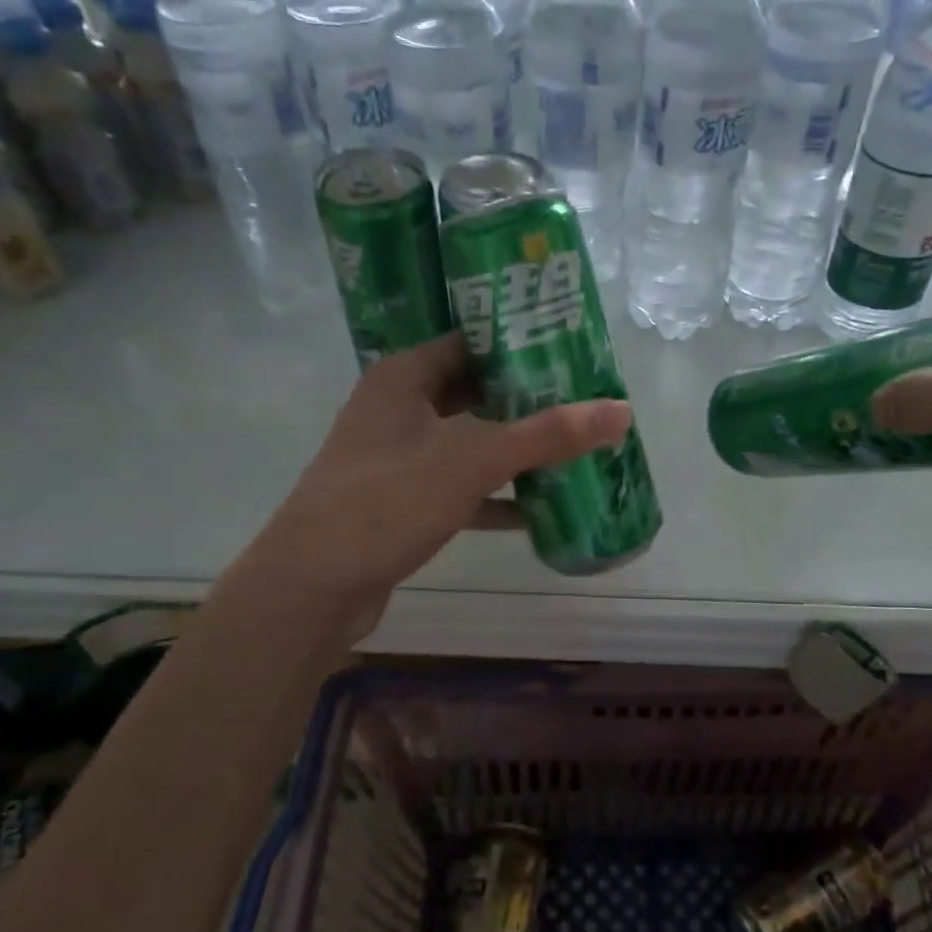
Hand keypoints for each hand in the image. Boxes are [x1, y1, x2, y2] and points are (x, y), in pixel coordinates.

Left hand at [213, 333, 632, 640]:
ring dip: (515, 450)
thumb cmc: (385, 504)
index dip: (520, 341)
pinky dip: (495, 496)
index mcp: (402, 378)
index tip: (574, 348)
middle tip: (585, 400)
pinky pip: (460, 488)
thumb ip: (546, 435)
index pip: (470, 341)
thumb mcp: (471, 462)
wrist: (311, 590)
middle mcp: (397, 410)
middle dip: (527, 400)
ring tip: (574, 449)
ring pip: (469, 443)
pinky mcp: (403, 504)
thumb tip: (620, 410)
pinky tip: (539, 509)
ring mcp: (398, 460)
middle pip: (474, 392)